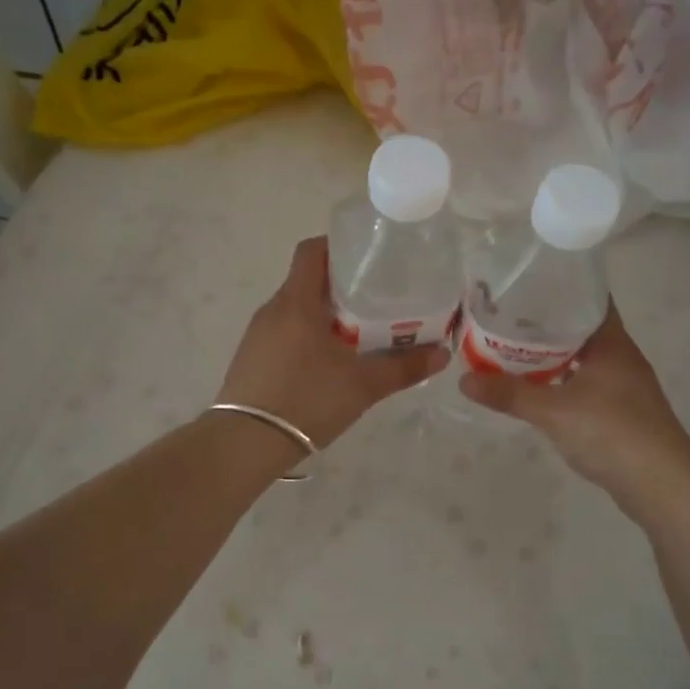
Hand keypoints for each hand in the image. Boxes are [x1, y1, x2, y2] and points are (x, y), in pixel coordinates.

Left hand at [217, 237, 448, 450]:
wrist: (246, 442)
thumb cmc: (307, 400)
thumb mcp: (363, 385)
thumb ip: (404, 367)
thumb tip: (443, 354)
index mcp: (297, 301)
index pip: (312, 250)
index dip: (339, 246)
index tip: (368, 258)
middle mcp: (272, 309)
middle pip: (307, 280)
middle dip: (341, 284)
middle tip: (376, 298)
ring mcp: (257, 334)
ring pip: (296, 308)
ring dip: (324, 312)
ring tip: (358, 330)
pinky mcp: (251, 357)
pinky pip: (283, 332)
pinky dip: (306, 334)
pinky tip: (327, 361)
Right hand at [460, 303, 689, 512]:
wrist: (663, 486)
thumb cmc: (613, 433)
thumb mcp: (554, 411)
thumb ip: (509, 394)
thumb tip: (463, 379)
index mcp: (612, 343)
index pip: (590, 298)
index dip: (561, 287)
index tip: (527, 282)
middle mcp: (621, 357)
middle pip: (582, 328)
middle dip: (547, 322)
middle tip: (506, 314)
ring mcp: (623, 386)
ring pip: (583, 358)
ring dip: (553, 354)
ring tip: (513, 348)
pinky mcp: (621, 412)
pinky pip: (585, 383)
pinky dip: (562, 380)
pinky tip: (538, 387)